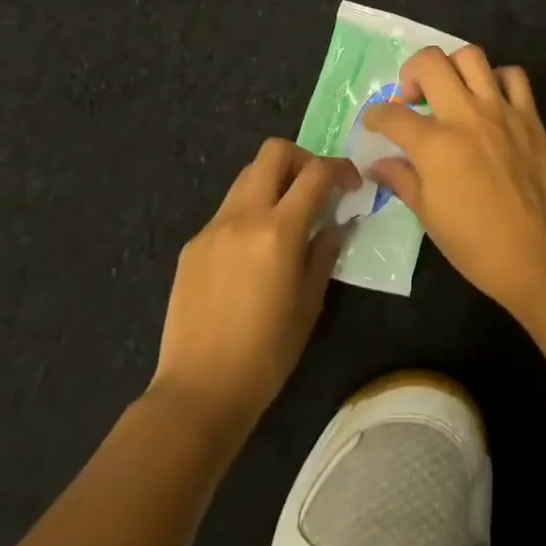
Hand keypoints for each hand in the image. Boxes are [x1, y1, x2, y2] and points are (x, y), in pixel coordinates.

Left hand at [151, 138, 360, 435]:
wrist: (197, 393)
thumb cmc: (265, 356)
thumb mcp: (309, 305)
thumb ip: (324, 253)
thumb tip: (335, 224)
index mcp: (278, 232)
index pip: (316, 173)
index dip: (340, 168)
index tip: (352, 184)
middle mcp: (243, 216)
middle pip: (274, 152)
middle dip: (303, 159)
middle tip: (316, 188)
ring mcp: (213, 228)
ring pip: (247, 175)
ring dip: (274, 181)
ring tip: (286, 216)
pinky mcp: (193, 244)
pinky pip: (228, 210)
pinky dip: (249, 212)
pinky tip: (253, 252)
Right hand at [362, 46, 545, 314]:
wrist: (536, 253)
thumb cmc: (475, 243)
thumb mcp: (428, 215)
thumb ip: (401, 179)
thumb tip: (377, 164)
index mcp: (434, 144)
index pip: (392, 115)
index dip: (375, 116)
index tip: (374, 123)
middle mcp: (465, 115)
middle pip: (430, 63)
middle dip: (411, 72)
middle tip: (413, 97)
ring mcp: (500, 110)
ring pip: (471, 56)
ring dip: (453, 66)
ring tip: (451, 89)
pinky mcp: (529, 115)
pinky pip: (513, 75)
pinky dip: (498, 78)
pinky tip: (490, 98)